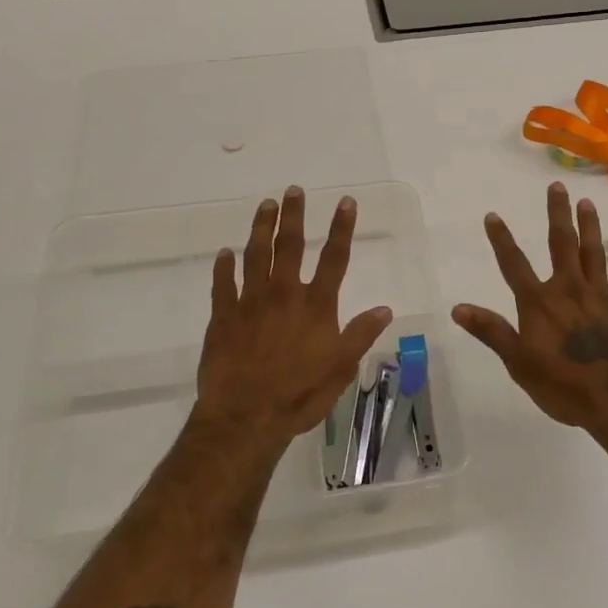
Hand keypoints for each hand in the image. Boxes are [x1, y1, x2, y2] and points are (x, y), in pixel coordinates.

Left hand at [193, 186, 393, 449]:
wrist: (245, 417)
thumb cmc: (299, 395)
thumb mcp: (341, 368)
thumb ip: (360, 335)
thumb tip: (385, 308)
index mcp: (315, 305)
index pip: (334, 258)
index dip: (341, 228)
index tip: (345, 201)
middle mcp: (283, 294)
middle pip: (290, 246)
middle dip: (294, 215)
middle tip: (294, 190)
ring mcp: (250, 302)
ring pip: (255, 255)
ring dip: (260, 227)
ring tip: (265, 205)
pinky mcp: (223, 316)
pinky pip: (222, 284)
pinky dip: (223, 267)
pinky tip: (224, 253)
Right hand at [453, 182, 607, 429]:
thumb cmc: (565, 387)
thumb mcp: (519, 364)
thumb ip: (492, 332)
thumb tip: (457, 308)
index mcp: (539, 303)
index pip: (514, 264)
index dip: (501, 239)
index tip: (493, 215)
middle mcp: (569, 289)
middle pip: (562, 244)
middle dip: (557, 214)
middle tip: (557, 186)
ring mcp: (602, 296)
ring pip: (595, 252)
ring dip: (590, 226)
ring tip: (587, 203)